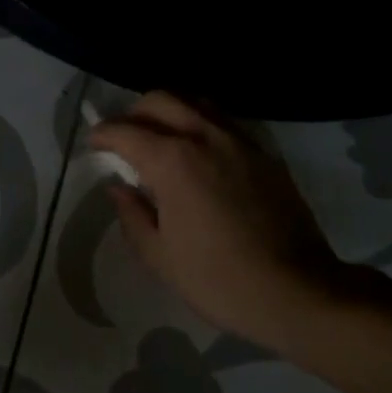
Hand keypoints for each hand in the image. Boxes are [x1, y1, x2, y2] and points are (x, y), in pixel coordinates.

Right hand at [89, 92, 354, 347]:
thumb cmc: (218, 279)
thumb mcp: (159, 255)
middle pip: (161, 100)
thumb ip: (132, 214)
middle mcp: (205, 138)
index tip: (94, 144)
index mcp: (173, 162)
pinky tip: (199, 154)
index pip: (126, 131)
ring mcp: (240, 142)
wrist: (298, 292)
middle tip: (124, 139)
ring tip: (160, 139)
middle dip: (134, 113)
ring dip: (170, 112)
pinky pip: (224, 123)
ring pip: (196, 103)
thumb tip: (119, 188)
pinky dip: (201, 125)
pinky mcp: (265, 155)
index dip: (103, 135)